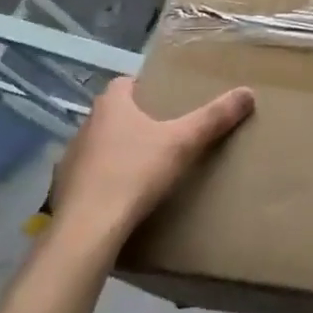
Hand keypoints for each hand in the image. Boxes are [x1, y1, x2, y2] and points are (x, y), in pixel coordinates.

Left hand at [47, 79, 254, 258]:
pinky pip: (90, 175)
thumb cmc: (135, 173)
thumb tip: (248, 92)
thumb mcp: (184, 143)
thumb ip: (214, 117)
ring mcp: (71, 159)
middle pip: (113, 114)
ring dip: (118, 150)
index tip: (166, 98)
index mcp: (111, 106)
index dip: (144, 87)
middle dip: (136, 119)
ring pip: (99, 145)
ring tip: (147, 164)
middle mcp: (86, 126)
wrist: (88, 228)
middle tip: (165, 131)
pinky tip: (124, 194)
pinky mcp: (64, 190)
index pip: (124, 84)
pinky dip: (105, 179)